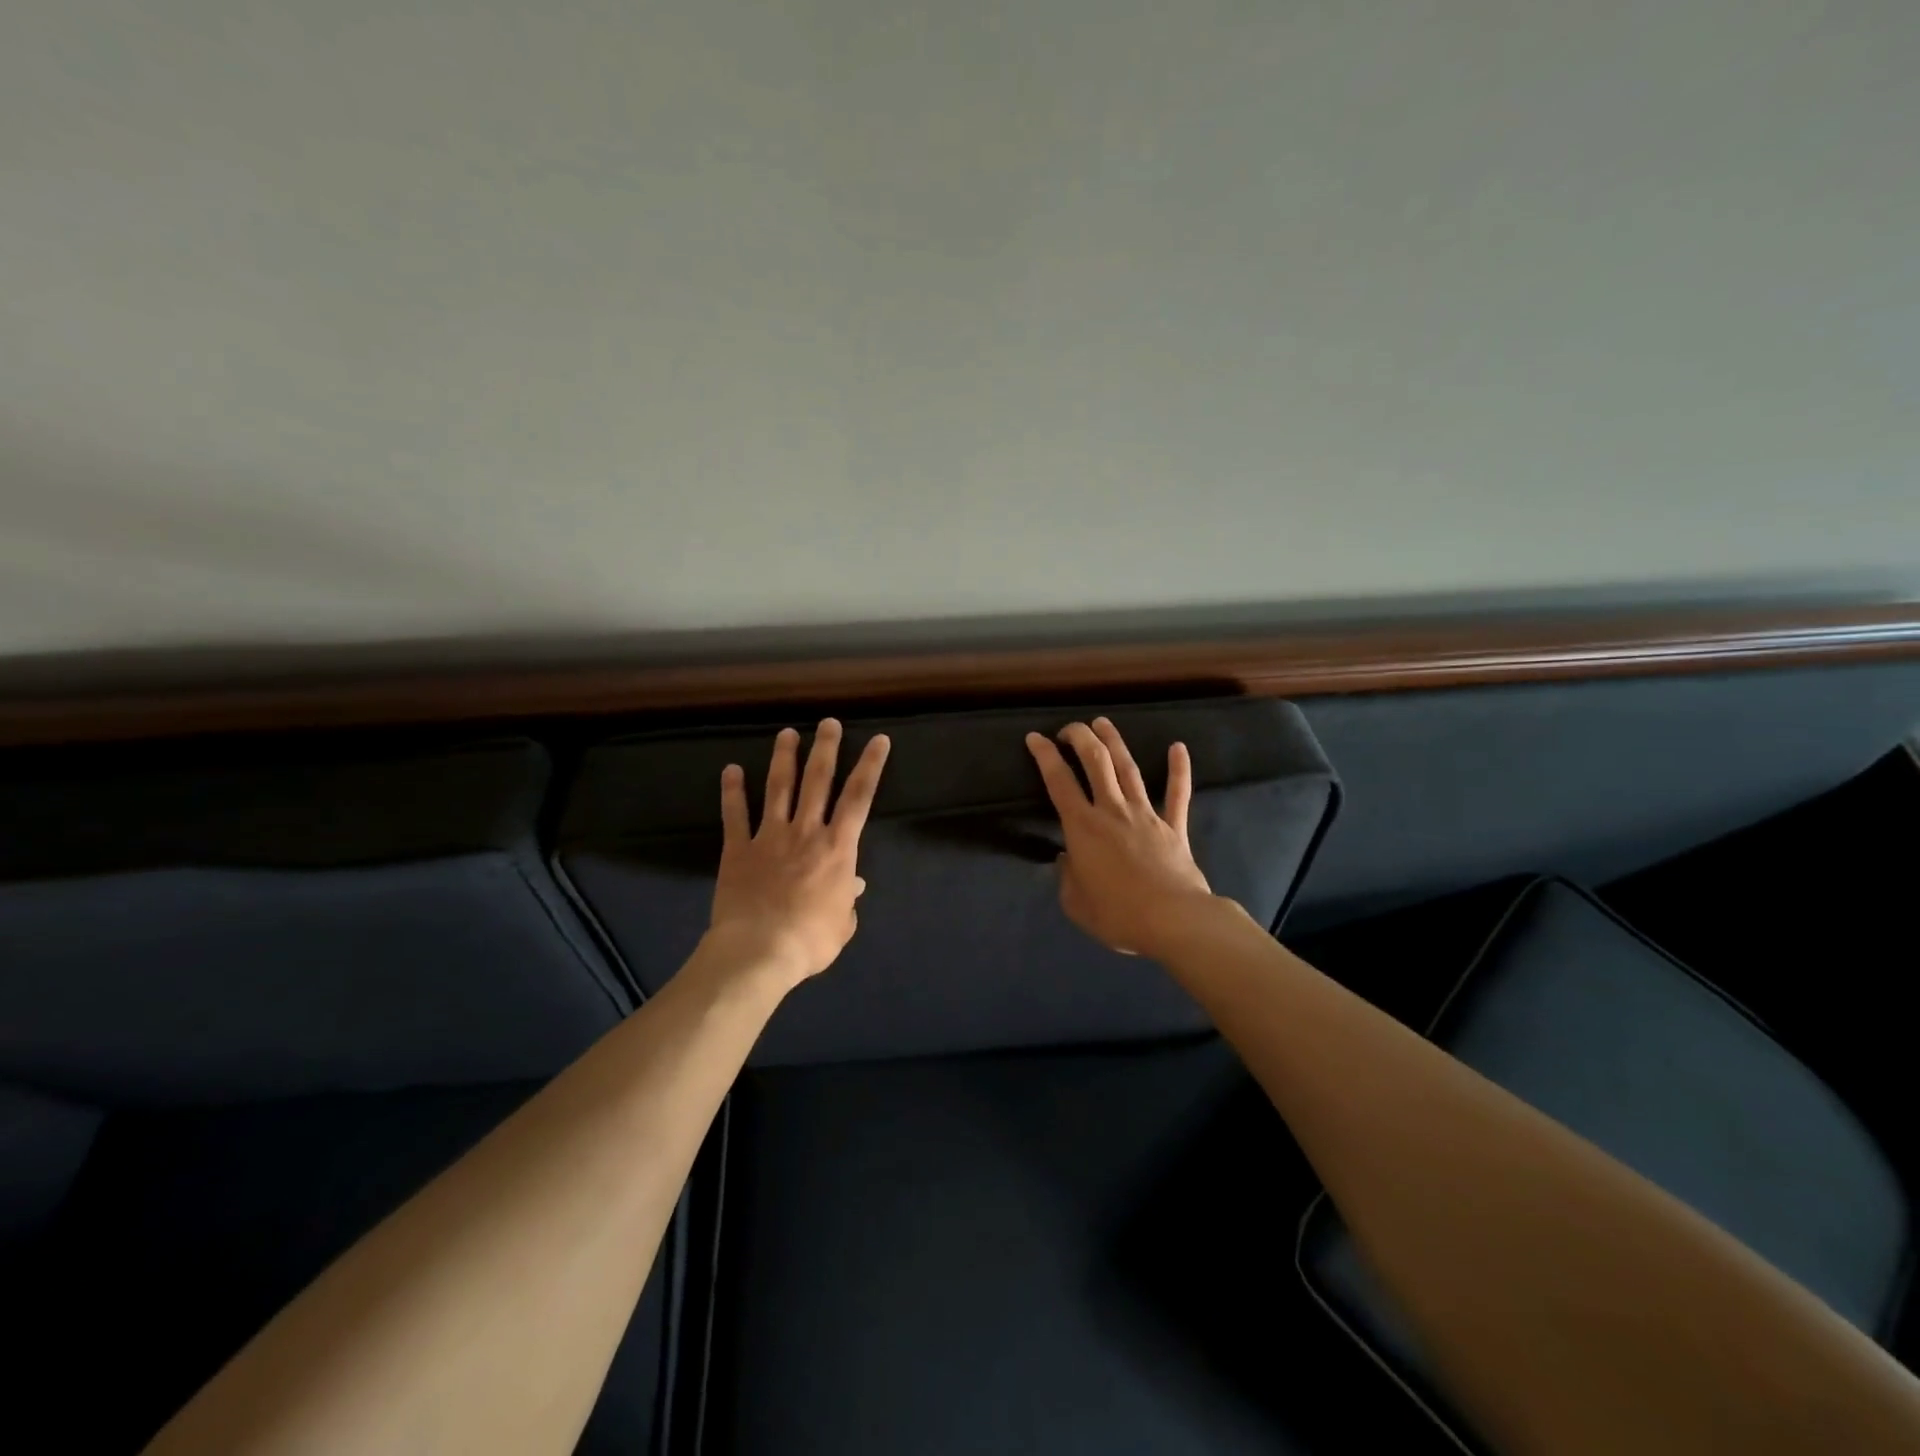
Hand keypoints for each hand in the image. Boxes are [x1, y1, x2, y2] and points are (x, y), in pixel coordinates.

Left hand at [707, 719, 890, 990]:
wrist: (759, 950)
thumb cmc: (810, 940)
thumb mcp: (842, 924)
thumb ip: (848, 900)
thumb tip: (853, 886)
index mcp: (838, 848)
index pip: (859, 797)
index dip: (871, 766)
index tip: (878, 739)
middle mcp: (806, 832)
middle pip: (818, 781)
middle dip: (825, 749)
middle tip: (828, 723)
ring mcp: (770, 836)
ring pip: (779, 788)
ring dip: (783, 758)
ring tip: (787, 733)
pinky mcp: (739, 849)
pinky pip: (735, 815)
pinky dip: (732, 791)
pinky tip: (731, 769)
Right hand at [1026, 717, 1214, 958]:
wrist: (1174, 921)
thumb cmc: (1118, 915)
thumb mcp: (1076, 904)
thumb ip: (1067, 878)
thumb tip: (1068, 859)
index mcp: (1082, 828)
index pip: (1059, 782)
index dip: (1044, 756)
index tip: (1035, 738)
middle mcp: (1112, 811)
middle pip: (1096, 762)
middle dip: (1080, 738)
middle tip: (1070, 729)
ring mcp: (1146, 815)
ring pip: (1128, 768)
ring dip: (1114, 742)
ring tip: (1103, 723)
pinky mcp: (1174, 827)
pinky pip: (1177, 794)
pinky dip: (1179, 769)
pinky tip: (1178, 747)